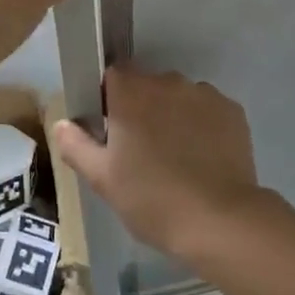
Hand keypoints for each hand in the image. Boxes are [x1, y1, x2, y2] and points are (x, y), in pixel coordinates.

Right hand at [51, 67, 267, 256]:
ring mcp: (205, 94)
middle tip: (140, 150)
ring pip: (179, 97)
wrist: (219, 219)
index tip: (110, 129)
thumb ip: (77, 145)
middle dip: (142, 108)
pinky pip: (207, 110)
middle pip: (148, 85)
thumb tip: (61, 123)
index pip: (113, 75)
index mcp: (132, 92)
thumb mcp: (103, 179)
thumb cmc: (152, 199)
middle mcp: (169, 82)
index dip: (109, 99)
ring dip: (173, 115)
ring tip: (176, 157)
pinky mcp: (233, 111)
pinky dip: (202, 126)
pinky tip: (203, 158)